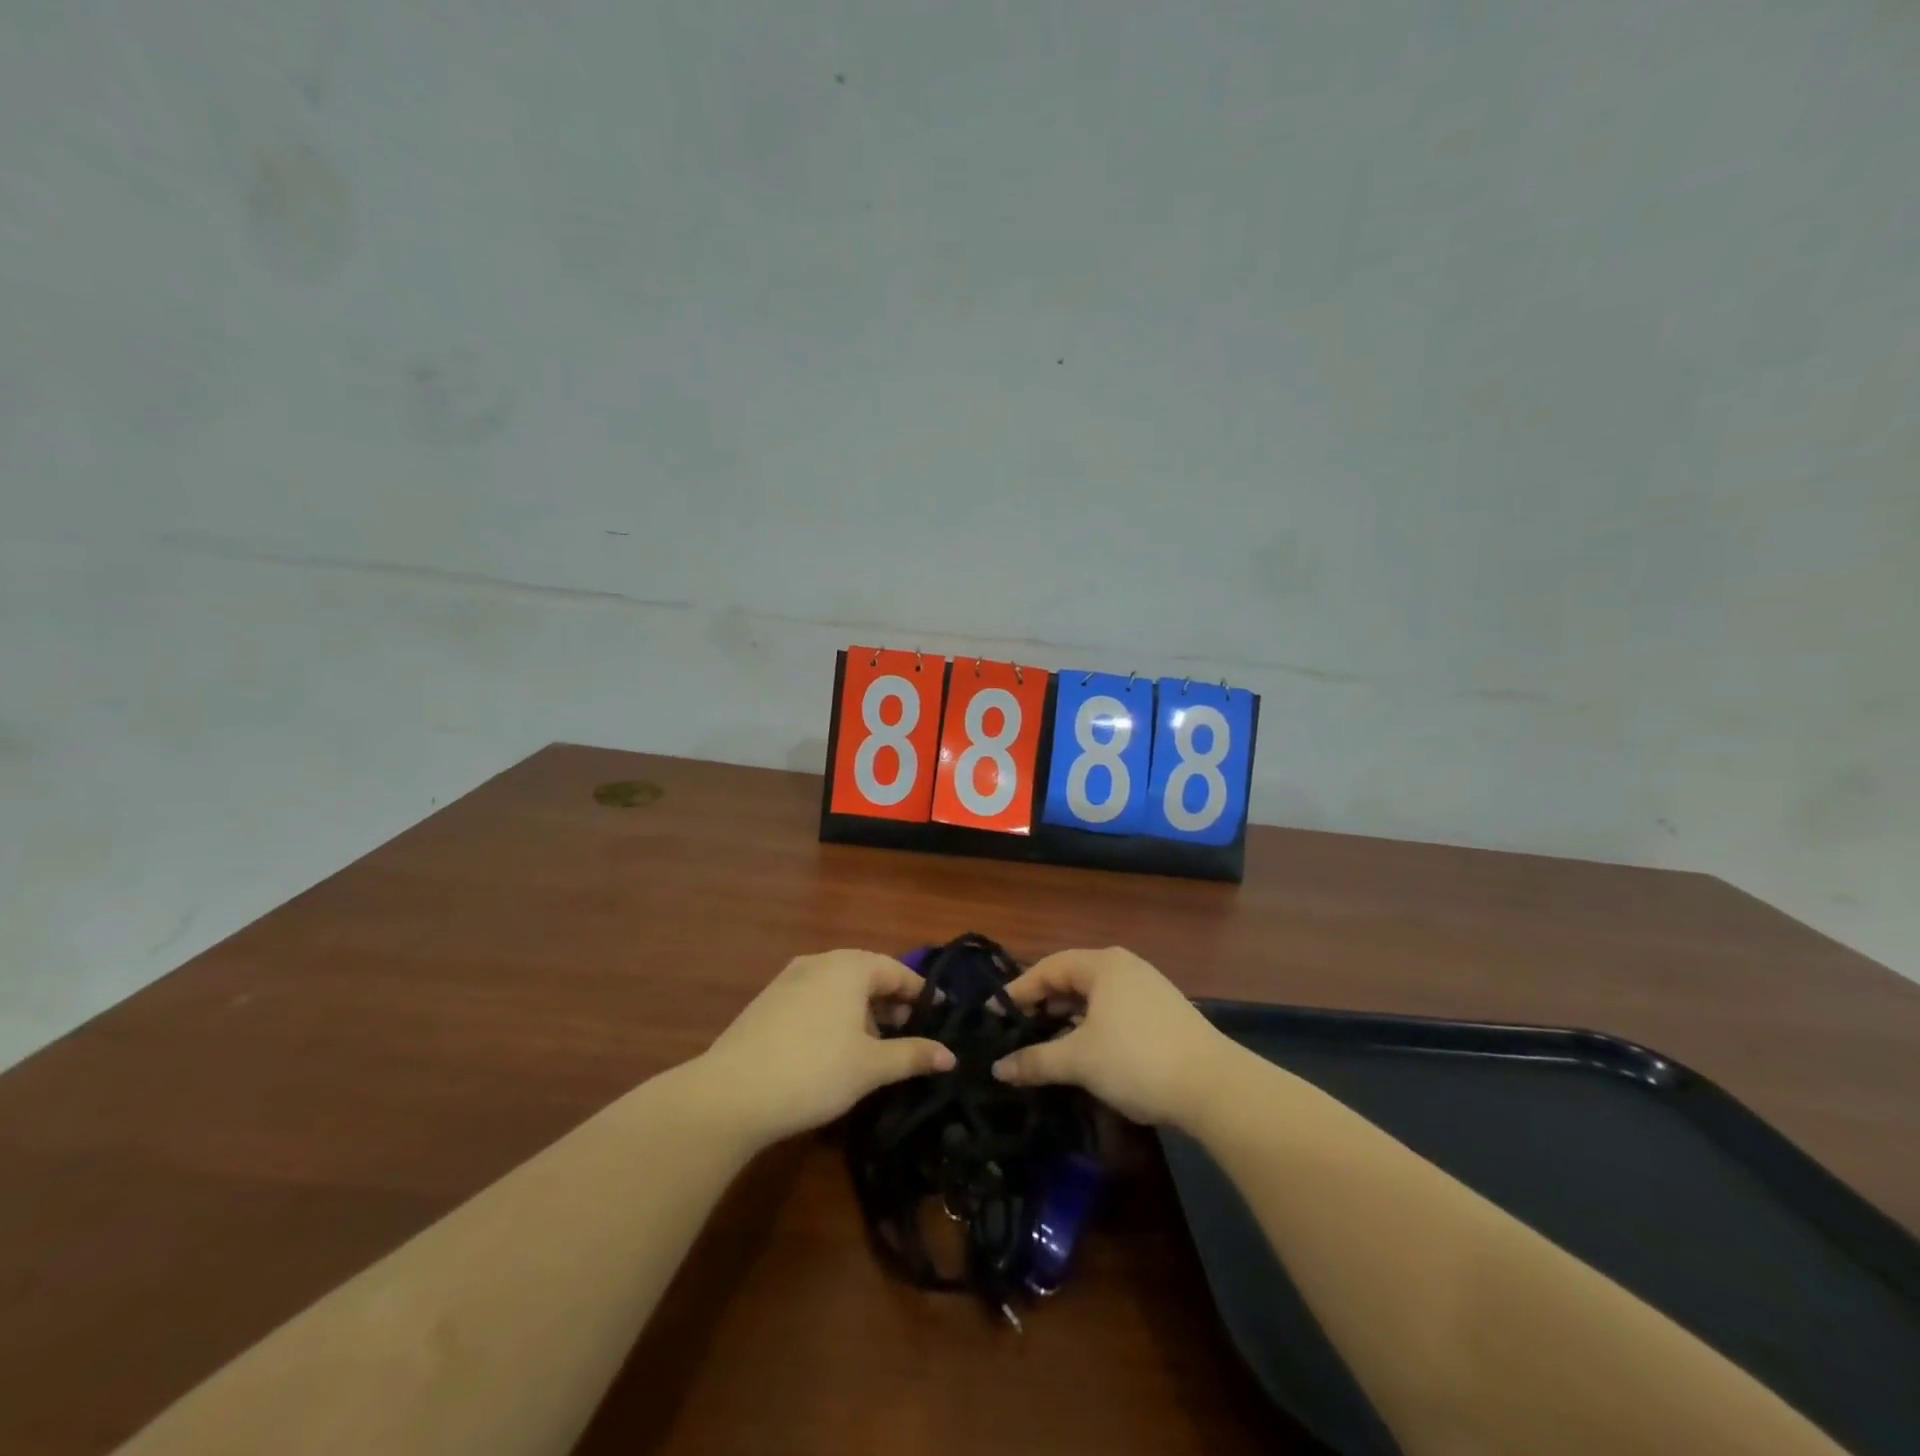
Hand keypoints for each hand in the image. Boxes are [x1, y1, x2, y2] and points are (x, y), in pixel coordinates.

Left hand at [698, 950, 954, 1146]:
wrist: (731, 1093)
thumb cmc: (814, 1071)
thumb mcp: (871, 1066)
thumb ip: (913, 1055)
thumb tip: (951, 1056)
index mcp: (850, 966)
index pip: (897, 971)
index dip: (921, 994)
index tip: (940, 1015)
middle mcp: (820, 961)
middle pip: (868, 975)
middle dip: (892, 1003)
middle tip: (911, 1033)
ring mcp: (789, 979)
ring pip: (840, 988)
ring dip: (863, 1011)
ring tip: (877, 1046)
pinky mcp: (768, 1001)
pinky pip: (815, 998)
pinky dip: (835, 1015)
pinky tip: (836, 1048)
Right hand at [991, 947, 1226, 1127]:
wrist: (1213, 1086)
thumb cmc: (1136, 1060)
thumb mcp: (1078, 1061)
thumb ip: (1035, 1060)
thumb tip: (997, 1068)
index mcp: (1102, 965)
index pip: (1048, 968)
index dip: (1018, 990)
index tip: (995, 1014)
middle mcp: (1125, 967)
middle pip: (1072, 978)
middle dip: (1043, 1002)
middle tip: (1017, 1027)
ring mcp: (1148, 988)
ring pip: (1095, 996)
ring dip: (1068, 1016)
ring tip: (1046, 1040)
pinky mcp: (1164, 1012)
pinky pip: (1115, 1009)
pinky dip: (1092, 1024)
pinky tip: (1086, 1050)